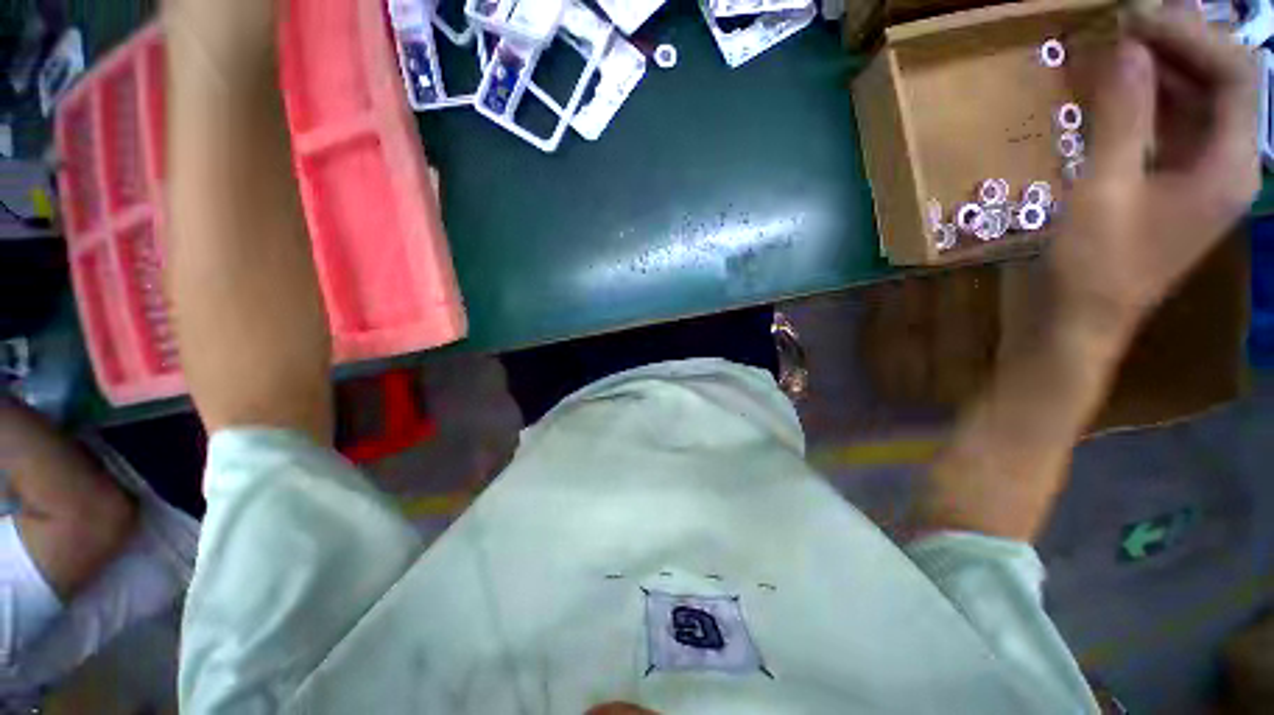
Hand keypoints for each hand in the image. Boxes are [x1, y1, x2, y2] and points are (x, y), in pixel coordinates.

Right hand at [1049, 1, 1258, 339]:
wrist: (1079, 321)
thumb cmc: (1095, 268)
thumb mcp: (1105, 191)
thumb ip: (1123, 118)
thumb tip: (1127, 48)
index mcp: (1230, 166)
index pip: (1237, 74)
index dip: (1190, 36)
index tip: (1135, 18)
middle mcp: (1228, 163)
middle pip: (1222, 81)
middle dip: (1179, 44)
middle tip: (1126, 21)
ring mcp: (1201, 174)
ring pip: (1198, 101)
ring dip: (1163, 68)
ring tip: (1119, 44)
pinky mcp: (1173, 184)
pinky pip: (1174, 125)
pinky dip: (1149, 99)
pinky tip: (1118, 88)